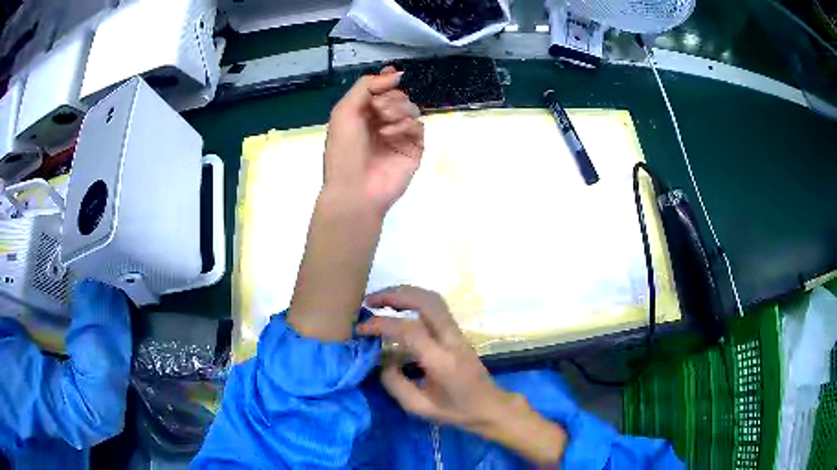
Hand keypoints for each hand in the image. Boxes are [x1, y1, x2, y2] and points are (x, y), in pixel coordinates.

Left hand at [324, 67, 423, 213]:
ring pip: (411, 108)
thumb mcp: (344, 111)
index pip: (381, 90)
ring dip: (398, 109)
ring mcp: (399, 136)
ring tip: (384, 122)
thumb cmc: (343, 150)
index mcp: (363, 114)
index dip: (387, 81)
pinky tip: (390, 134)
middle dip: (390, 98)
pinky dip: (406, 125)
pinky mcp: (414, 149)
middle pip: (398, 96)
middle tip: (378, 110)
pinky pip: (418, 126)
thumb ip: (366, 86)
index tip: (392, 76)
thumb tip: (395, 73)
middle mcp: (382, 123)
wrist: (355, 188)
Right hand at [358, 286, 510, 427]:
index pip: (409, 330)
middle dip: (394, 295)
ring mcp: (458, 333)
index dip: (381, 324)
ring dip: (405, 293)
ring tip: (380, 300)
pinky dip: (414, 300)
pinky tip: (399, 308)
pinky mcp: (458, 332)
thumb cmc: (456, 411)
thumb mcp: (420, 408)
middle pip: (426, 301)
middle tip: (369, 301)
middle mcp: (451, 340)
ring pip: (433, 299)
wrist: (490, 406)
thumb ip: (396, 385)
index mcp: (441, 361)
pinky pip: (436, 307)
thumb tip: (382, 362)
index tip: (360, 328)